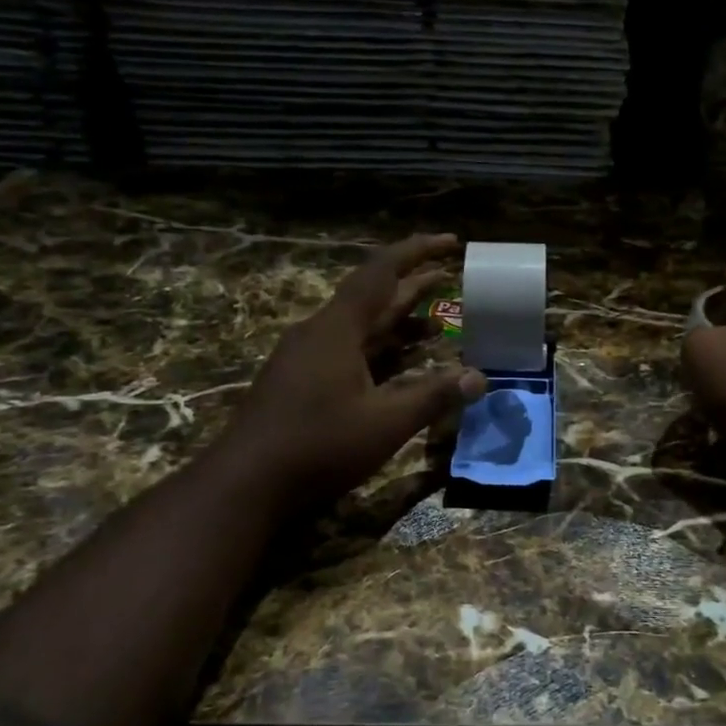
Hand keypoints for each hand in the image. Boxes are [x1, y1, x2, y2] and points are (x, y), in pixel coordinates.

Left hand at [222, 234, 485, 513]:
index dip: (417, 252)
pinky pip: (349, 349)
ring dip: (398, 319)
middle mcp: (320, 333)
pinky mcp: (301, 381)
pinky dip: (380, 347)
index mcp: (337, 329)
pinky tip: (399, 362)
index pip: (381, 272)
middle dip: (413, 284)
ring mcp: (307, 357)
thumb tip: (480, 377)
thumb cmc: (318, 446)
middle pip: (372, 296)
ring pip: (360, 326)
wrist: (245, 484)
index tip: (449, 242)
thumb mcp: (385, 423)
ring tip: (437, 318)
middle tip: (450, 274)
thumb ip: (434, 396)